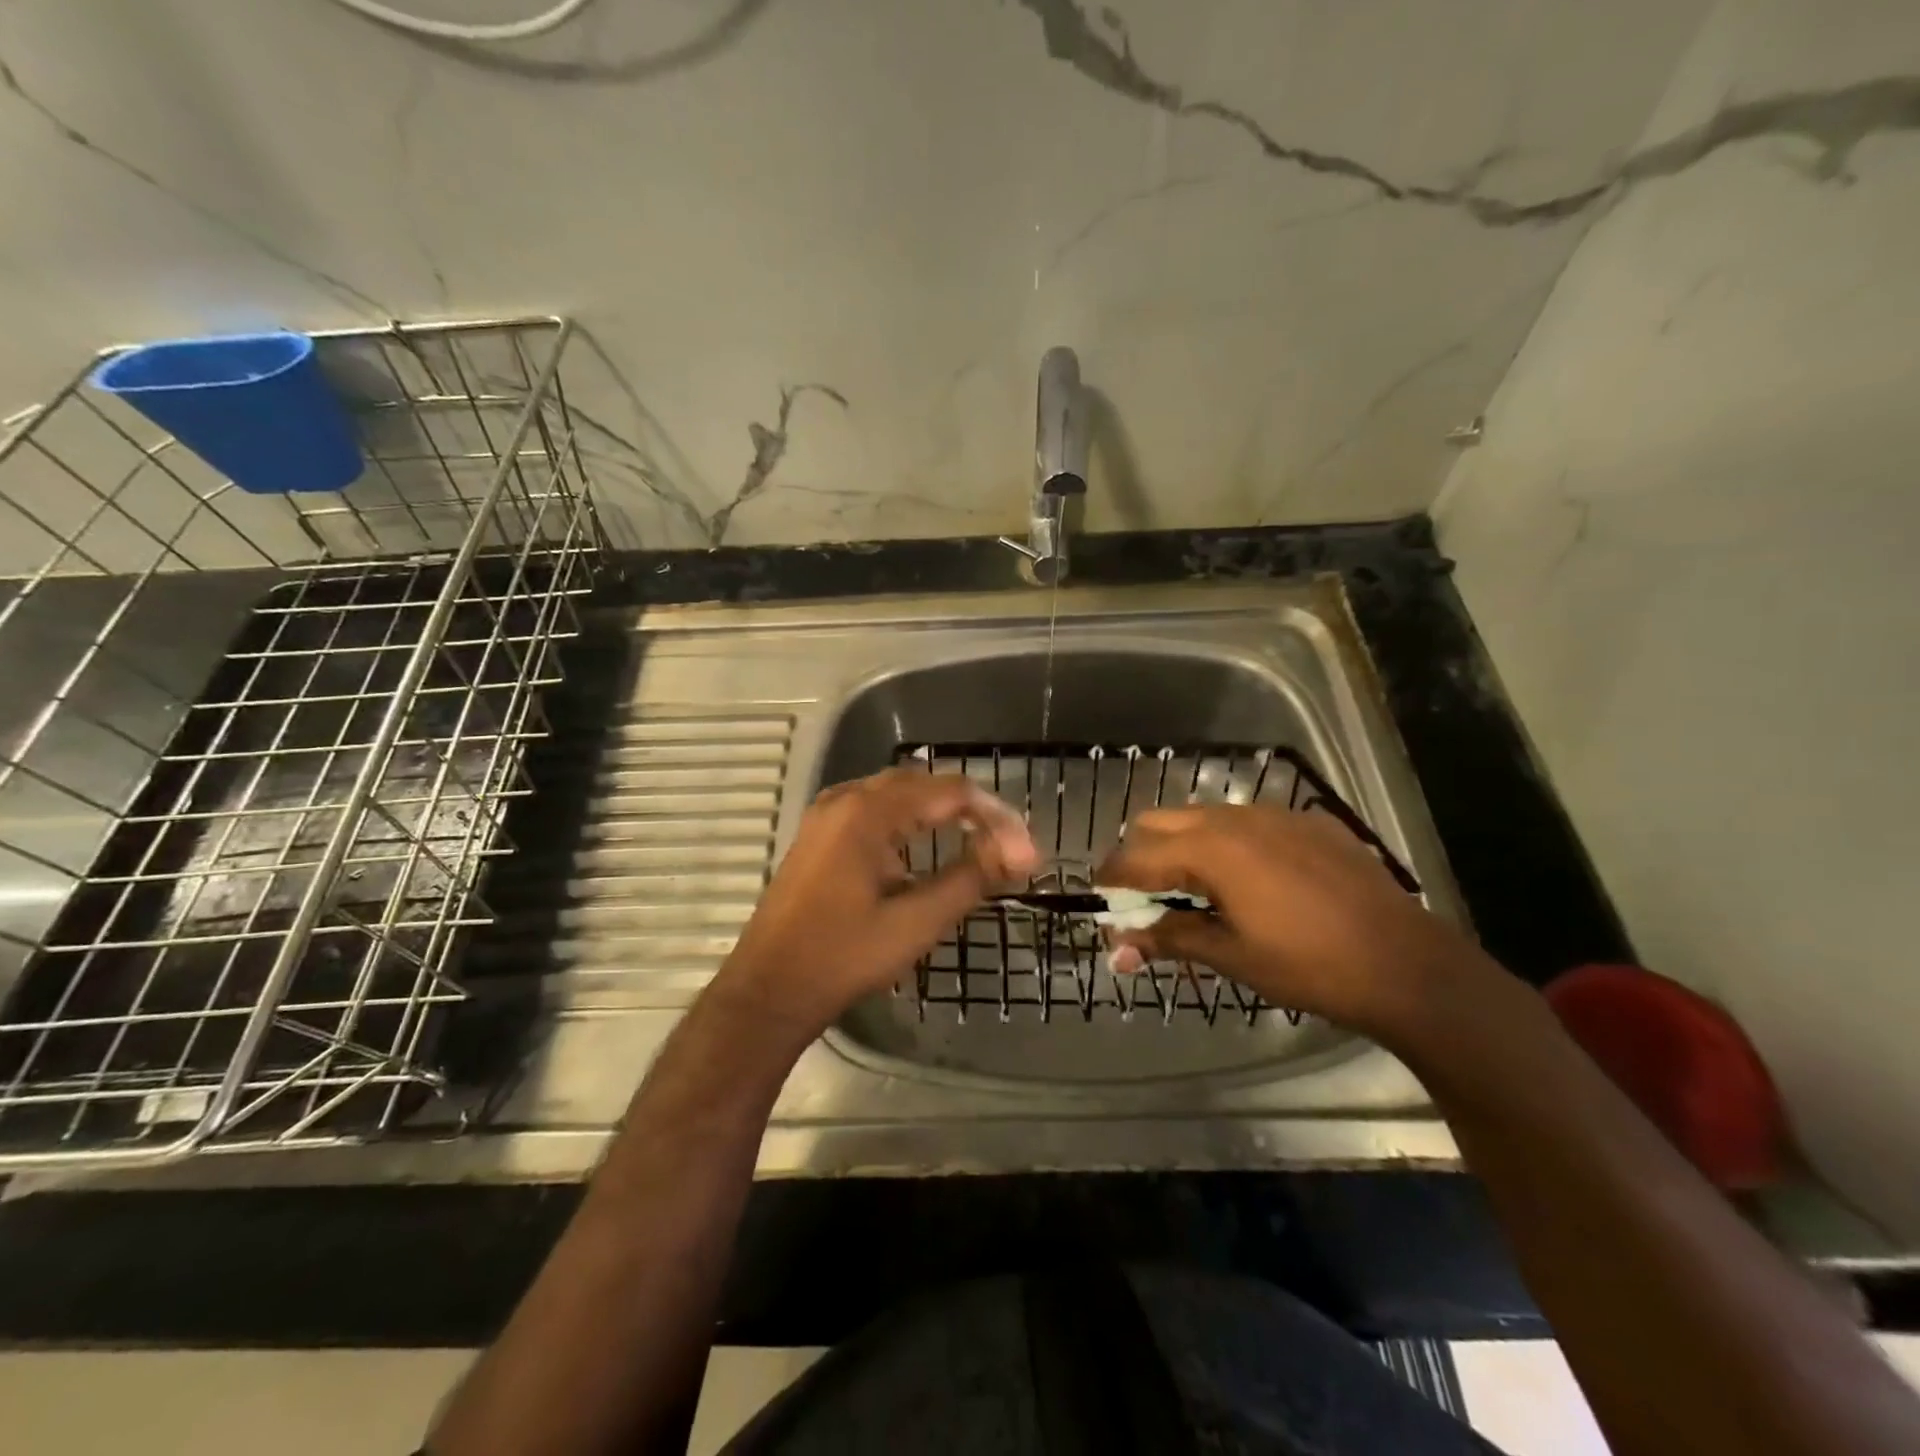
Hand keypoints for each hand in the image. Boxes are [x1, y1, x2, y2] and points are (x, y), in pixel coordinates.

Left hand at [711, 768, 1039, 1039]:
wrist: (768, 989)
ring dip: (940, 810)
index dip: (996, 817)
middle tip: (1006, 844)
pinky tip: (925, 844)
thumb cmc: (844, 956)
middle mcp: (846, 798)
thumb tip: (1020, 853)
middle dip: (971, 809)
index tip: (1026, 854)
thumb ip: (970, 878)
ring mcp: (826, 813)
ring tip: (977, 839)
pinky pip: (875, 808)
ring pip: (898, 793)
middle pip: (924, 784)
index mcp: (869, 811)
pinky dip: (910, 818)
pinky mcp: (818, 833)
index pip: (951, 792)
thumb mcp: (917, 921)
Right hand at [1095, 804, 1487, 1038]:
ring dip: (1181, 847)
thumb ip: (1168, 940)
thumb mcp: (1231, 955)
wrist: (1408, 965)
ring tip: (1194, 892)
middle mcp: (1235, 818)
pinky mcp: (1308, 823)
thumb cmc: (1309, 966)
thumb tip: (1117, 948)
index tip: (1100, 902)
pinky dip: (1226, 845)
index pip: (1135, 856)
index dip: (1110, 879)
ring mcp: (1275, 815)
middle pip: (1159, 822)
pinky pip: (1247, 822)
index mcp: (1210, 849)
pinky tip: (1250, 883)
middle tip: (1144, 899)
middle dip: (1140, 856)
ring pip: (1203, 817)